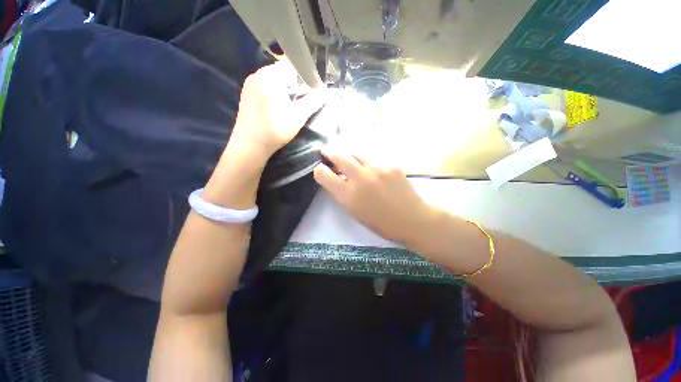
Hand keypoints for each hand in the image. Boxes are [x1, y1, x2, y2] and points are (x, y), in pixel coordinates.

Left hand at [228, 61, 326, 161]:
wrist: (249, 146)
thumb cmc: (275, 129)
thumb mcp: (298, 116)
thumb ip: (313, 101)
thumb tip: (326, 91)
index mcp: (270, 75)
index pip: (293, 66)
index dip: (305, 77)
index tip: (312, 92)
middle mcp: (257, 74)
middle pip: (282, 73)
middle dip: (295, 85)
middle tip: (303, 101)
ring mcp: (249, 85)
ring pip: (273, 82)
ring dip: (285, 91)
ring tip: (291, 107)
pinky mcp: (246, 96)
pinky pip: (265, 89)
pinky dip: (274, 95)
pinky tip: (278, 110)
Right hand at [313, 149, 434, 246]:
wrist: (412, 219)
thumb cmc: (380, 222)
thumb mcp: (355, 212)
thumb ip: (343, 194)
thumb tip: (337, 178)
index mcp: (348, 196)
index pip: (323, 174)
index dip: (319, 170)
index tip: (321, 169)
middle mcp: (360, 178)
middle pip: (338, 156)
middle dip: (330, 152)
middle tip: (327, 151)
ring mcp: (377, 169)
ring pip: (356, 153)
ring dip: (348, 155)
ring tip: (348, 157)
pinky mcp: (391, 164)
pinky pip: (373, 159)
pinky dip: (368, 163)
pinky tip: (373, 170)